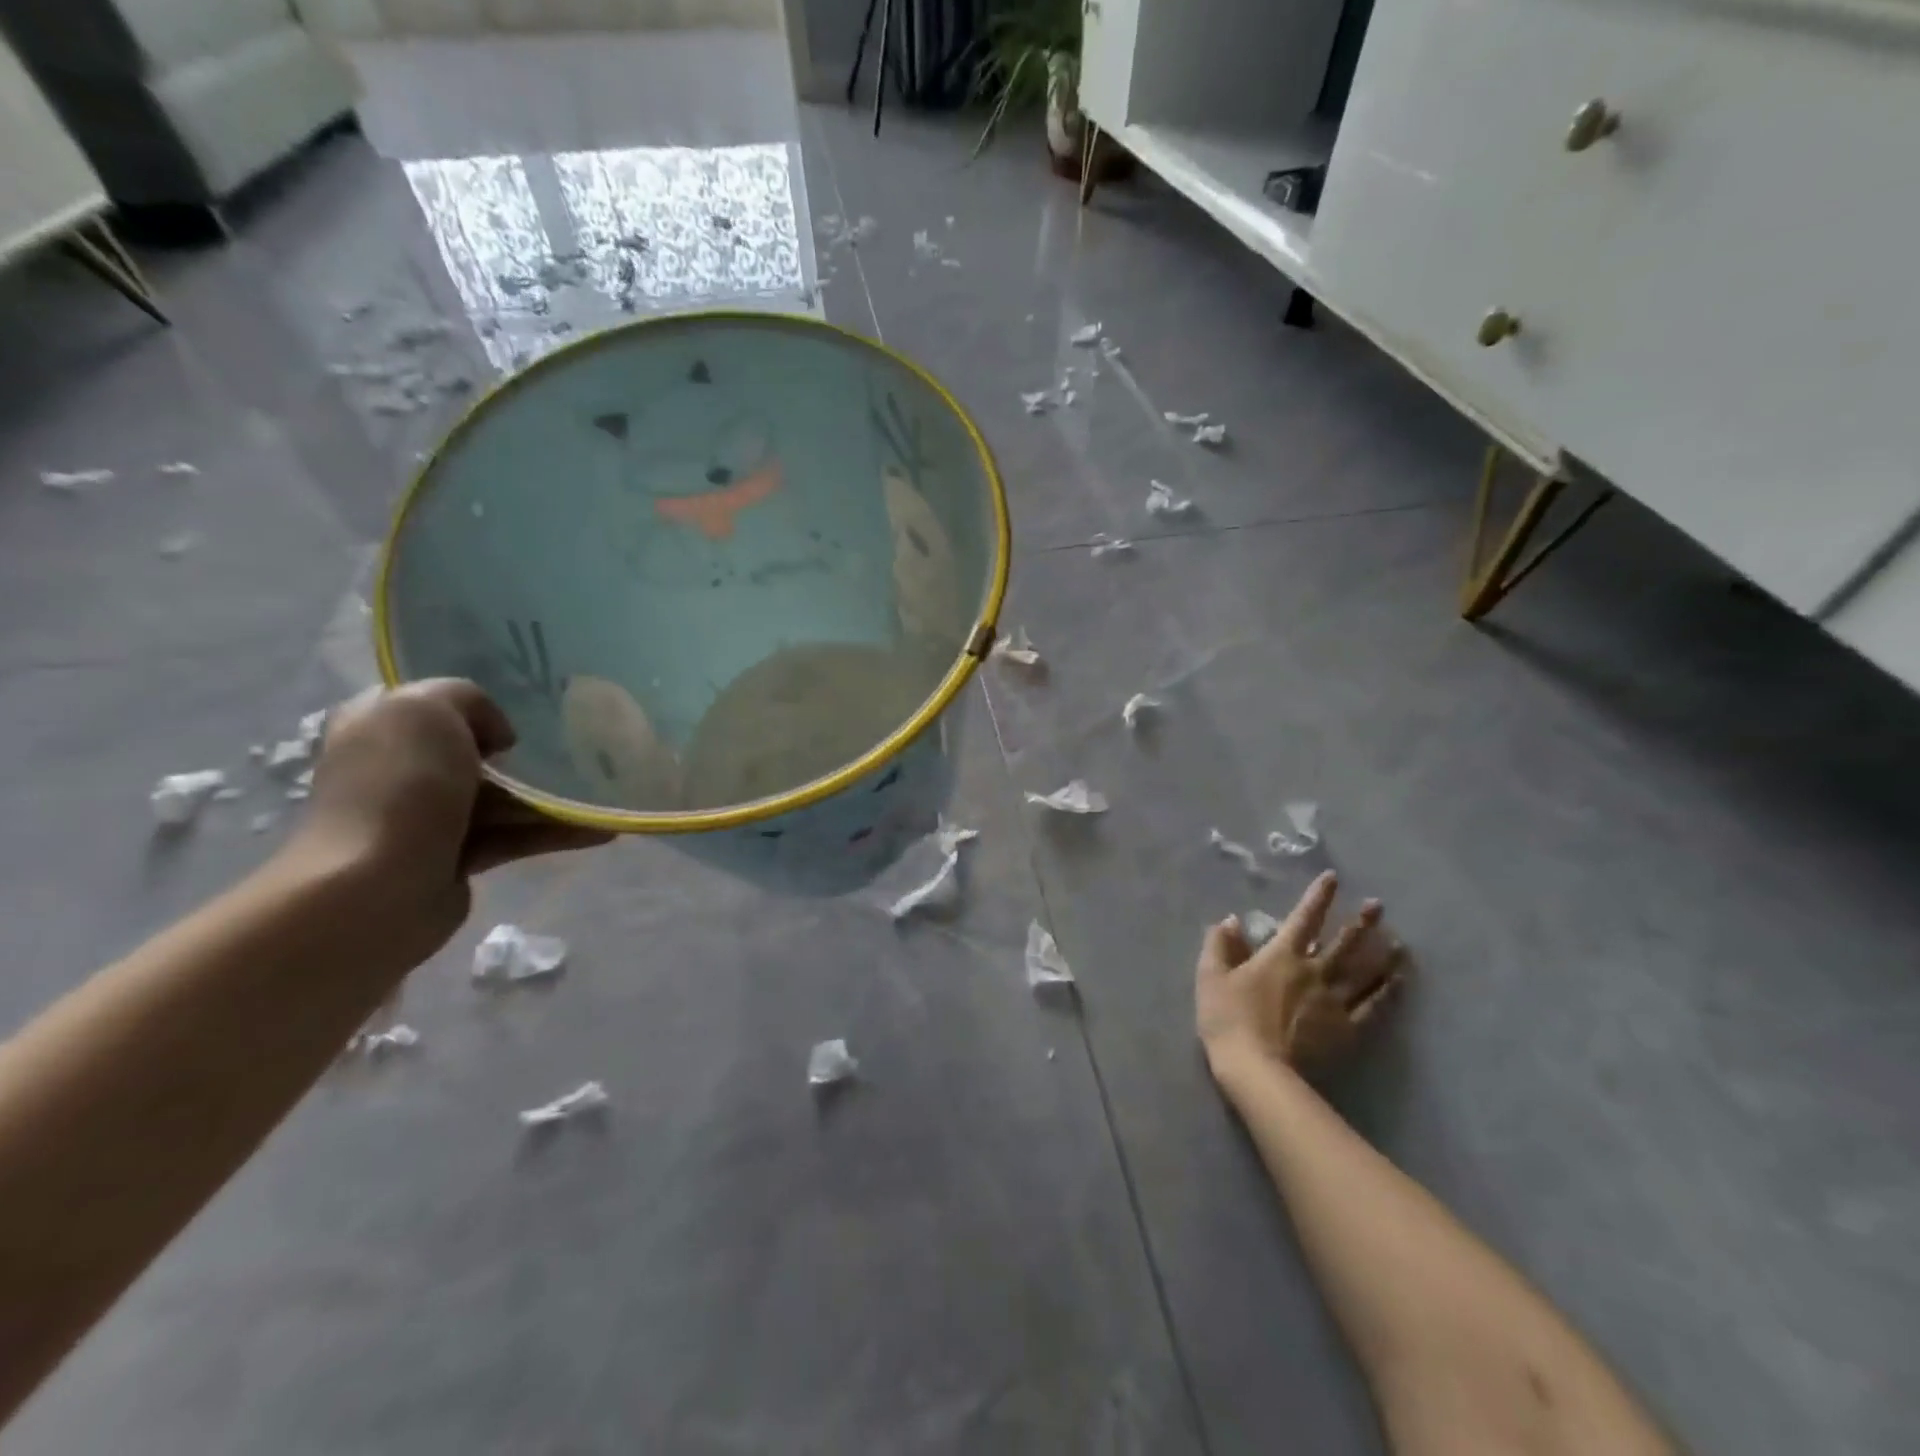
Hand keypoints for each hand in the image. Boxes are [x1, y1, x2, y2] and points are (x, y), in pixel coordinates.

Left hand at [287, 680, 611, 961]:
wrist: (377, 886)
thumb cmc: (400, 785)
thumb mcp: (427, 708)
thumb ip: (467, 698)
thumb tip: (498, 737)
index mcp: (379, 725)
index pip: (428, 702)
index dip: (473, 702)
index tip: (526, 706)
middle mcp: (399, 768)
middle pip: (473, 750)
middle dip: (522, 751)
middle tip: (576, 745)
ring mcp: (427, 816)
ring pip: (502, 796)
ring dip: (551, 795)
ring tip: (604, 792)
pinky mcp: (457, 856)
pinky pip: (516, 836)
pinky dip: (556, 832)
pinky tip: (602, 830)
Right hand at [1195, 871, 1404, 1080]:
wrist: (1256, 1068)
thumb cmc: (1228, 1017)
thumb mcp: (1211, 976)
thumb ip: (1221, 945)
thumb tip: (1232, 920)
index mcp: (1282, 955)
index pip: (1303, 918)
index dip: (1318, 896)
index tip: (1333, 878)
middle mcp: (1314, 971)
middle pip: (1344, 942)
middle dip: (1362, 922)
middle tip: (1379, 906)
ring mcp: (1334, 1001)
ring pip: (1365, 973)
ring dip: (1383, 955)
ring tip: (1400, 943)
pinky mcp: (1346, 1030)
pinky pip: (1373, 1007)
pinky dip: (1388, 993)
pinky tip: (1399, 983)